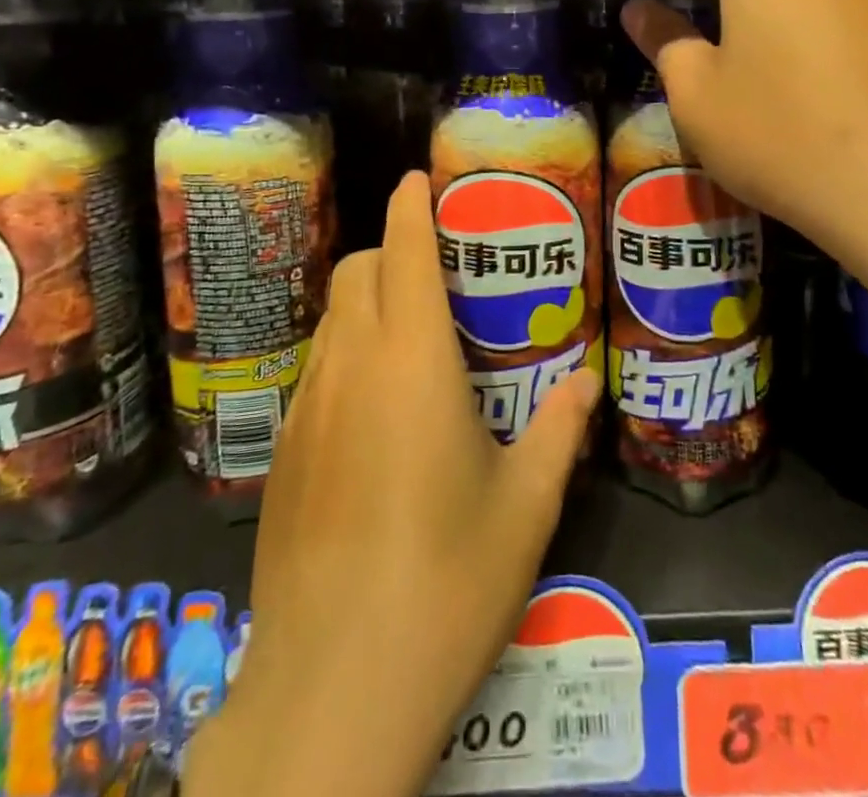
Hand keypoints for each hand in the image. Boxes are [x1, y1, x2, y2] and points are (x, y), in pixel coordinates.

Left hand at [188, 171, 601, 796]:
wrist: (331, 689)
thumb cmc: (445, 582)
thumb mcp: (525, 508)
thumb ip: (558, 433)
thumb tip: (586, 388)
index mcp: (413, 361)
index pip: (405, 252)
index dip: (411, 204)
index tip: (420, 177)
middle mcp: (352, 366)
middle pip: (359, 271)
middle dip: (394, 251)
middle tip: (440, 274)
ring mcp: (307, 409)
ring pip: (332, 317)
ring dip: (368, 301)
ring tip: (413, 336)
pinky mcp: (281, 454)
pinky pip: (316, 370)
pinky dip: (346, 354)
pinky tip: (376, 411)